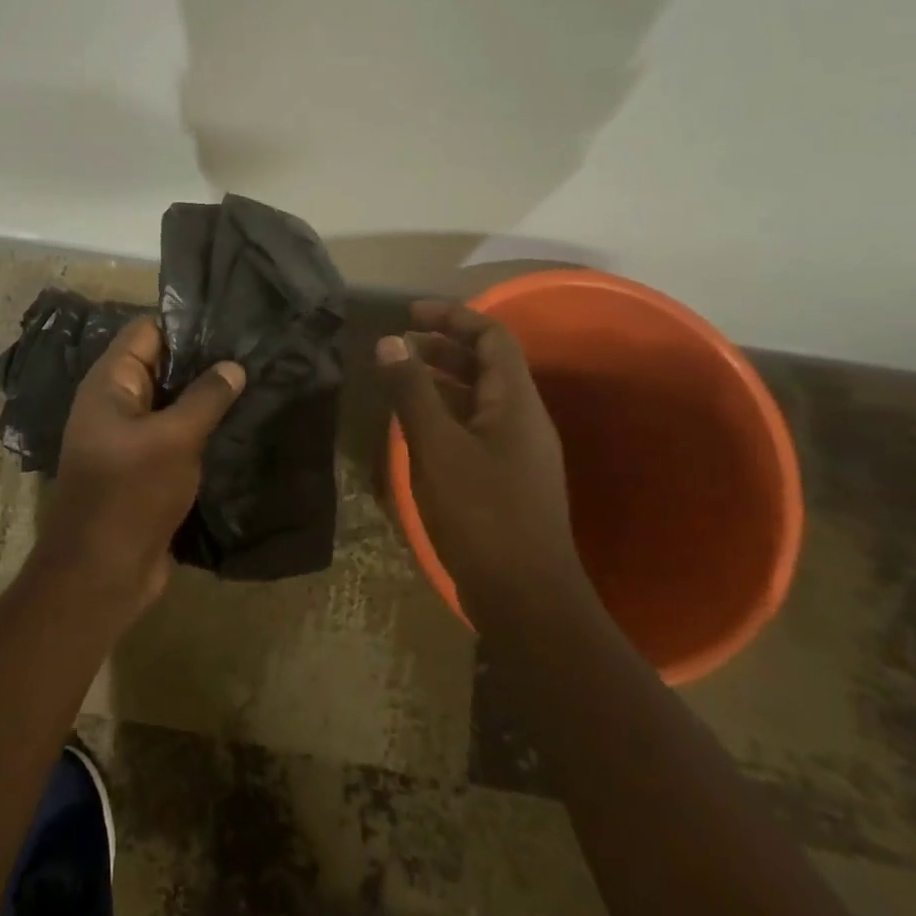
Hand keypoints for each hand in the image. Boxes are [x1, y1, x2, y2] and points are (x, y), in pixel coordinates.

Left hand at [32, 316, 245, 619]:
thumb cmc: (130, 495)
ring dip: (208, 397)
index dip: (187, 323)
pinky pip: (177, 435)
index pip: (148, 331)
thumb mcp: (173, 439)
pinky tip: (243, 423)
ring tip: (258, 382)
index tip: (234, 322)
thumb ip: (206, 398)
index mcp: (110, 384)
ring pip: (174, 402)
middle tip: (256, 351)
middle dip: (205, 360)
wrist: (101, 574)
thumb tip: (234, 366)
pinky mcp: (147, 467)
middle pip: (163, 365)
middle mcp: (117, 403)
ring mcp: (131, 437)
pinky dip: (204, 429)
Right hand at [376, 300, 589, 628]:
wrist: (526, 600)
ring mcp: (516, 452)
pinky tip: (414, 428)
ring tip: (399, 379)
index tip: (410, 315)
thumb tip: (389, 341)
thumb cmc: (482, 515)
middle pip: (486, 365)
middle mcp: (522, 419)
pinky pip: (474, 429)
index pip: (493, 336)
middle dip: (442, 347)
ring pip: (478, 398)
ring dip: (441, 382)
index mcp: (516, 402)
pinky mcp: (505, 480)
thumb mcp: (437, 448)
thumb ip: (413, 392)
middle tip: (398, 345)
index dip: (453, 317)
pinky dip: (444, 415)